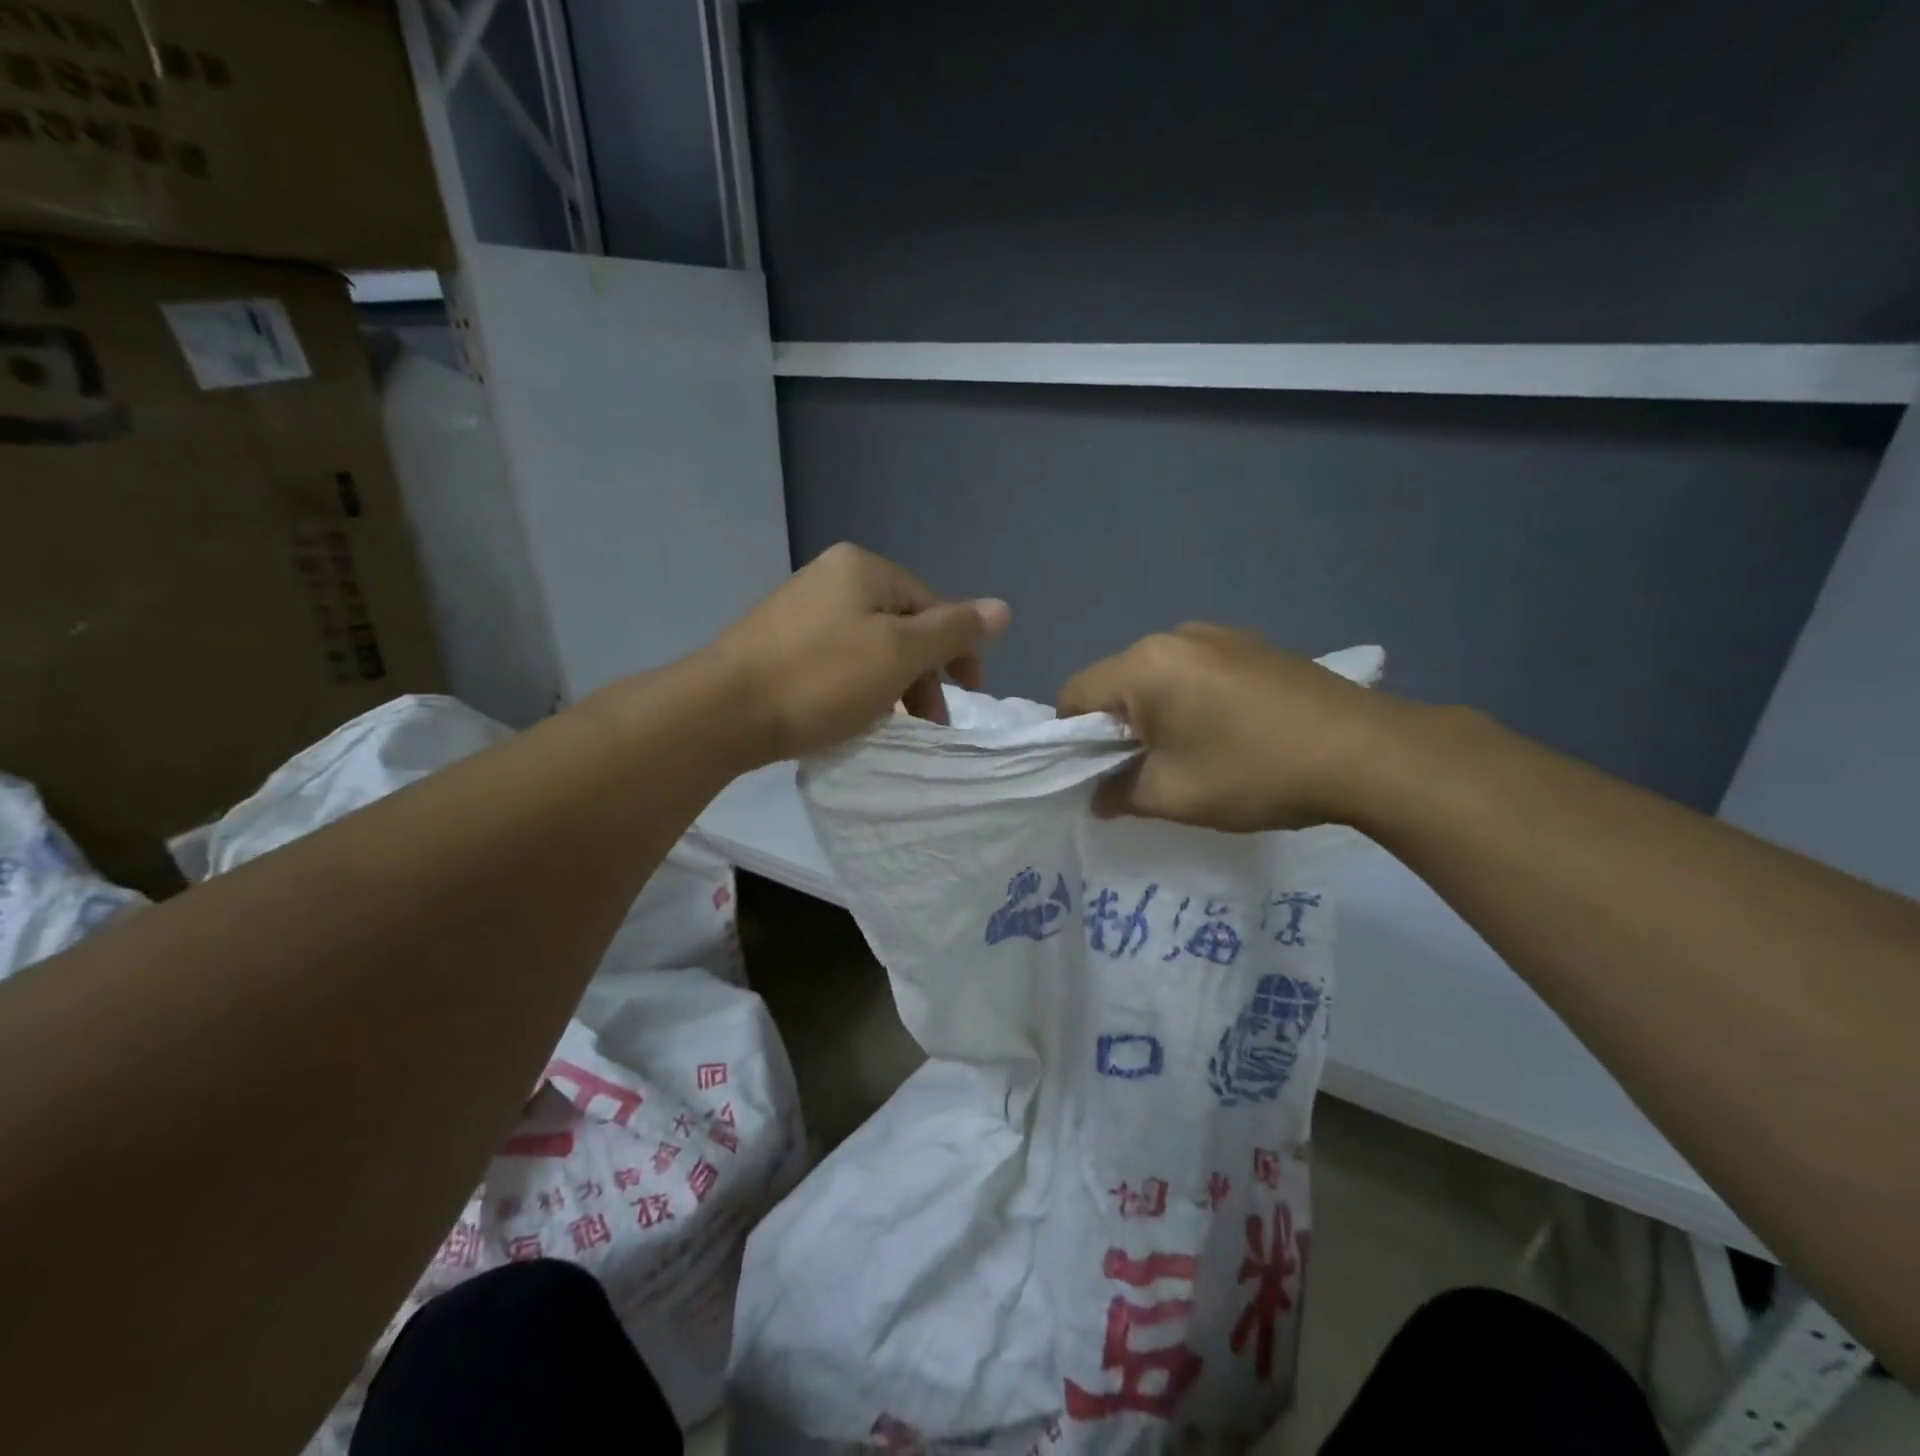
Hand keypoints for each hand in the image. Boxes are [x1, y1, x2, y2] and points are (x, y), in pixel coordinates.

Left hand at [713, 543, 1010, 761]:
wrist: (722, 711)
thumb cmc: (821, 678)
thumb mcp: (899, 653)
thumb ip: (954, 631)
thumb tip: (1003, 607)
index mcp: (863, 569)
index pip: (932, 604)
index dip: (958, 650)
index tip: (968, 695)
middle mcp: (830, 577)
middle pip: (900, 625)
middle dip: (922, 673)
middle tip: (929, 721)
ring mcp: (799, 609)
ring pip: (869, 645)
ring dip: (892, 684)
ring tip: (892, 725)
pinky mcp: (777, 643)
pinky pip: (837, 660)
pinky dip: (856, 686)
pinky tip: (852, 715)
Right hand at [1057, 624, 1402, 831]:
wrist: (1368, 752)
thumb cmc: (1254, 771)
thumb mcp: (1173, 795)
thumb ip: (1119, 794)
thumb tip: (1098, 797)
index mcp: (1144, 664)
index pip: (1074, 695)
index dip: (1072, 740)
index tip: (1098, 775)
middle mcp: (1174, 637)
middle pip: (1116, 684)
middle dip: (1118, 729)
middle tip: (1147, 772)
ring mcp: (1218, 635)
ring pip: (1158, 679)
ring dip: (1157, 716)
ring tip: (1194, 755)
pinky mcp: (1252, 645)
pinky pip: (1196, 673)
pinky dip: (1192, 703)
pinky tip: (1229, 734)